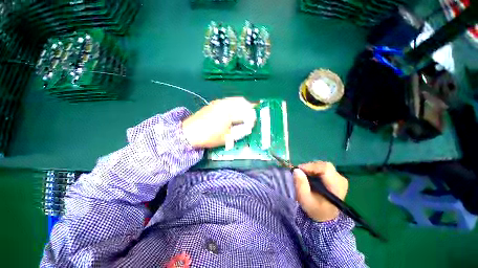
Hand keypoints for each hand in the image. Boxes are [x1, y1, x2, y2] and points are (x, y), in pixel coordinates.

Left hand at [182, 97, 255, 147]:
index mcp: (229, 112)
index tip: (254, 122)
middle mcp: (225, 104)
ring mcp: (219, 102)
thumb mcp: (227, 138)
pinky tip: (234, 112)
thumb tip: (248, 128)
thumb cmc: (209, 136)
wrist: (188, 133)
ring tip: (244, 114)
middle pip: (242, 101)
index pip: (246, 112)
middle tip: (252, 115)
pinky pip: (228, 101)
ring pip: (235, 100)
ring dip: (242, 105)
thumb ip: (240, 132)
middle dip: (249, 107)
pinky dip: (234, 104)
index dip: (252, 117)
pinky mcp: (214, 103)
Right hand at [293, 162, 347, 221]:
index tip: (299, 169)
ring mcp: (340, 179)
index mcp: (336, 187)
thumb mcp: (305, 199)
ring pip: (324, 166)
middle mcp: (341, 181)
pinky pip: (324, 168)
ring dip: (312, 168)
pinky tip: (310, 175)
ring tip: (304, 174)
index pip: (326, 169)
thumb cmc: (315, 209)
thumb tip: (296, 169)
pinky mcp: (337, 178)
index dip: (311, 166)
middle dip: (310, 167)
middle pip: (325, 166)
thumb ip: (301, 185)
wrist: (325, 216)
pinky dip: (315, 170)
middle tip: (300, 172)